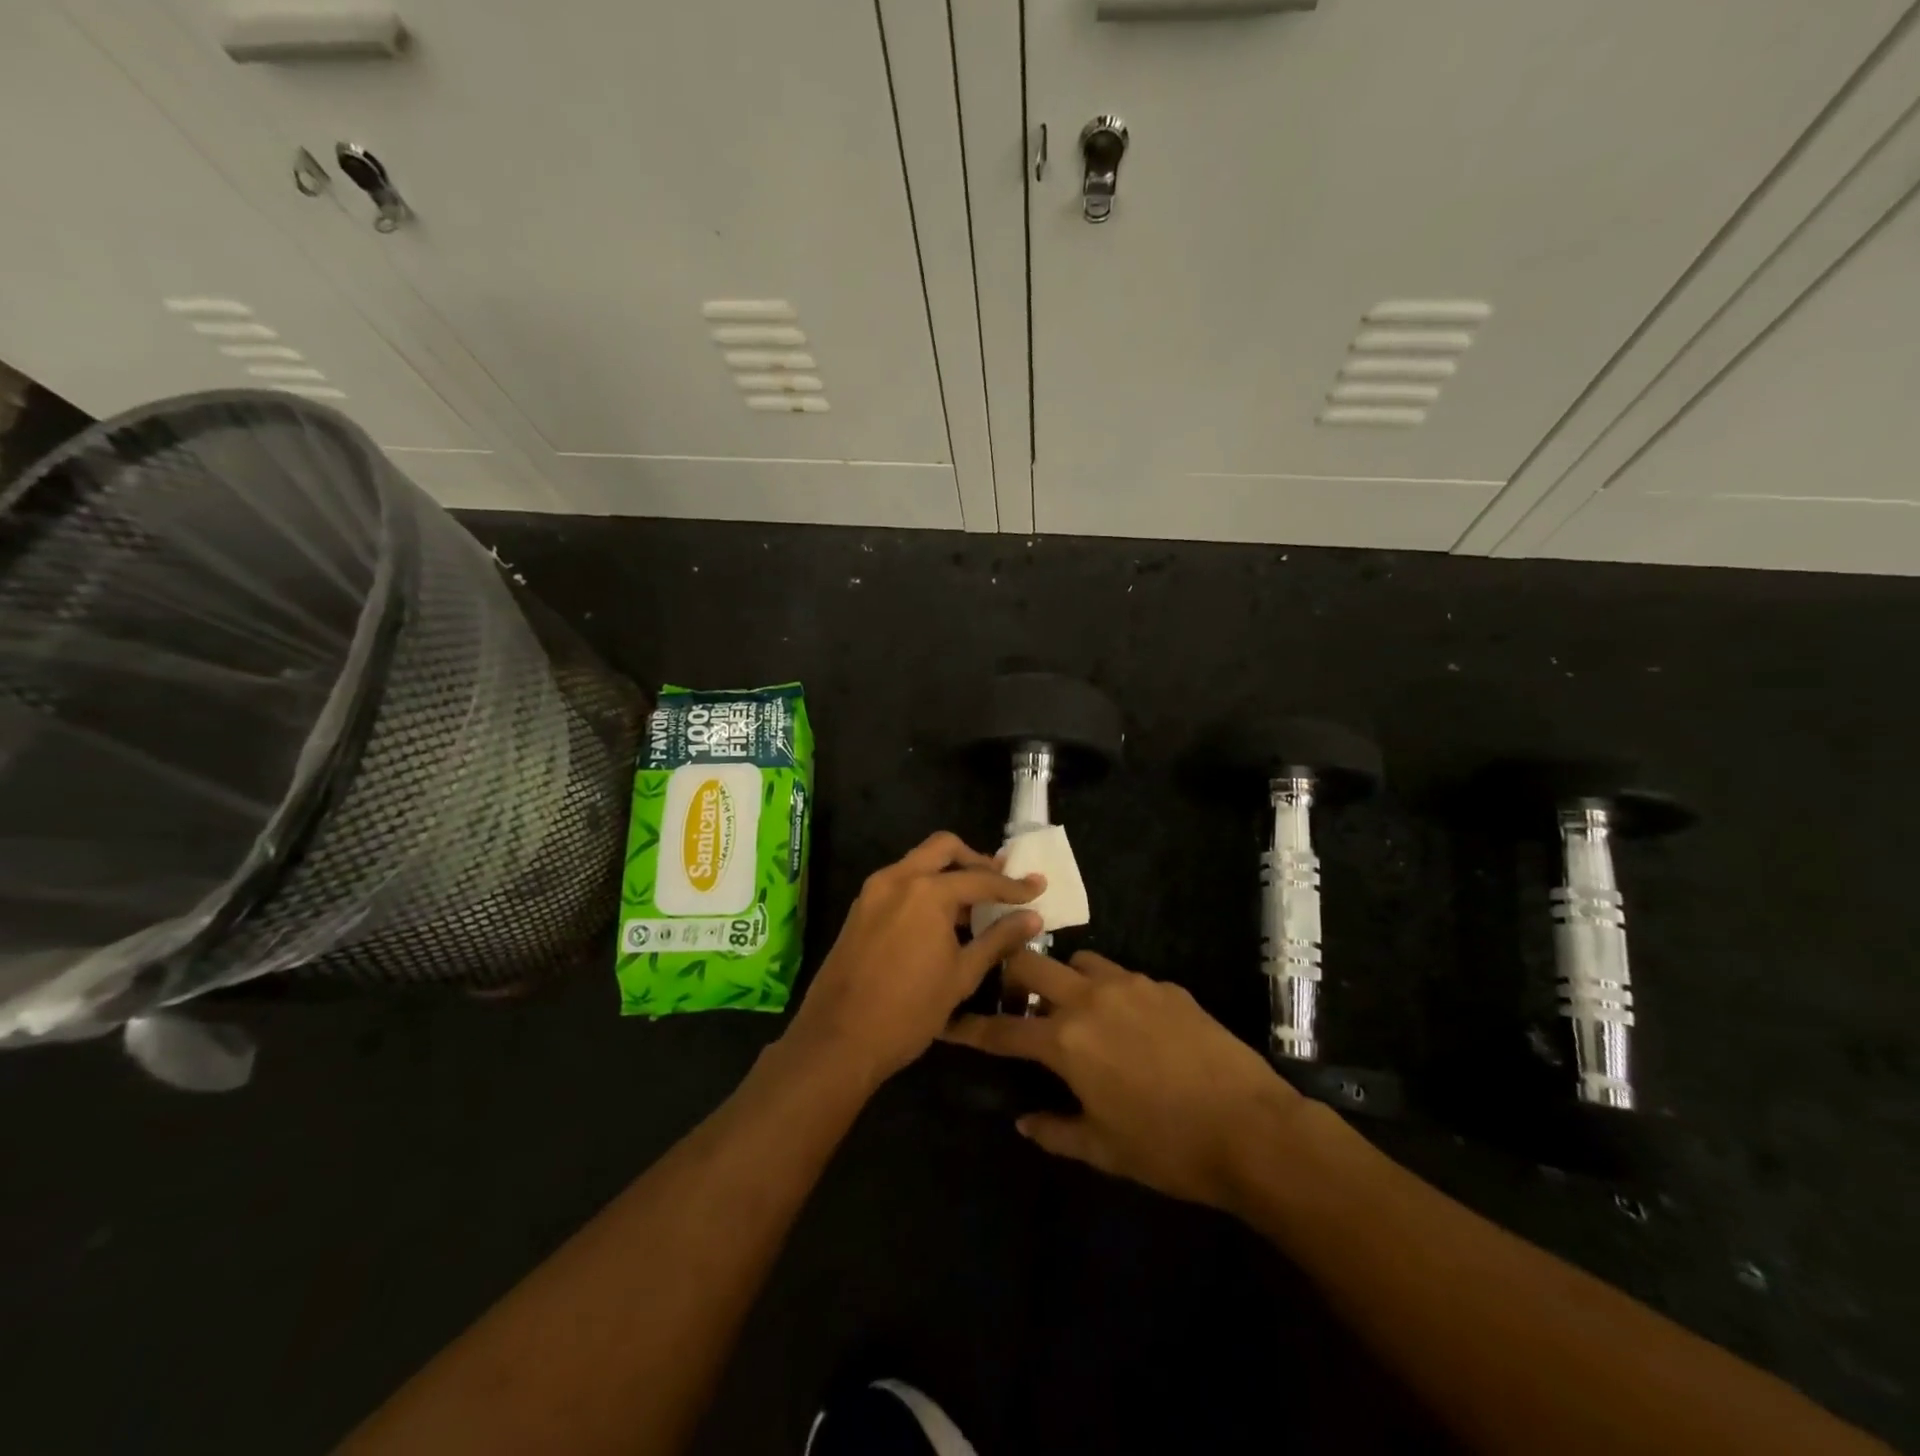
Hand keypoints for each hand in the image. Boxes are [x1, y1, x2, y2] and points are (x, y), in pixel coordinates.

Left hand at [783, 832, 1043, 1086]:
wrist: (838, 1040)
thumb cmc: (909, 1011)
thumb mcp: (962, 976)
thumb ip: (998, 939)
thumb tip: (1033, 917)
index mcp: (927, 891)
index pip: (980, 879)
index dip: (1013, 886)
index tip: (1038, 887)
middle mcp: (898, 878)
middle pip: (943, 848)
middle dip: (975, 860)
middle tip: (999, 882)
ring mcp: (874, 891)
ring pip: (918, 862)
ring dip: (948, 873)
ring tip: (975, 902)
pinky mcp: (861, 909)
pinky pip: (900, 883)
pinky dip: (925, 888)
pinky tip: (942, 918)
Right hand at [945, 950, 1304, 1211]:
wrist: (1252, 1128)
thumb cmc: (1168, 1148)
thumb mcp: (1103, 1149)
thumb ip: (1054, 1130)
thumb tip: (1024, 1121)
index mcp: (1066, 1040)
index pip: (1002, 1029)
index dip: (969, 1028)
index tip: (947, 1022)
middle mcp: (1090, 998)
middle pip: (1032, 964)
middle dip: (1012, 975)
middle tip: (1016, 1001)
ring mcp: (1131, 985)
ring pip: (1079, 960)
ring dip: (1065, 978)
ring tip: (1075, 1007)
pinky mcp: (1165, 986)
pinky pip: (1123, 975)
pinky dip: (1110, 990)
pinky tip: (1130, 1022)